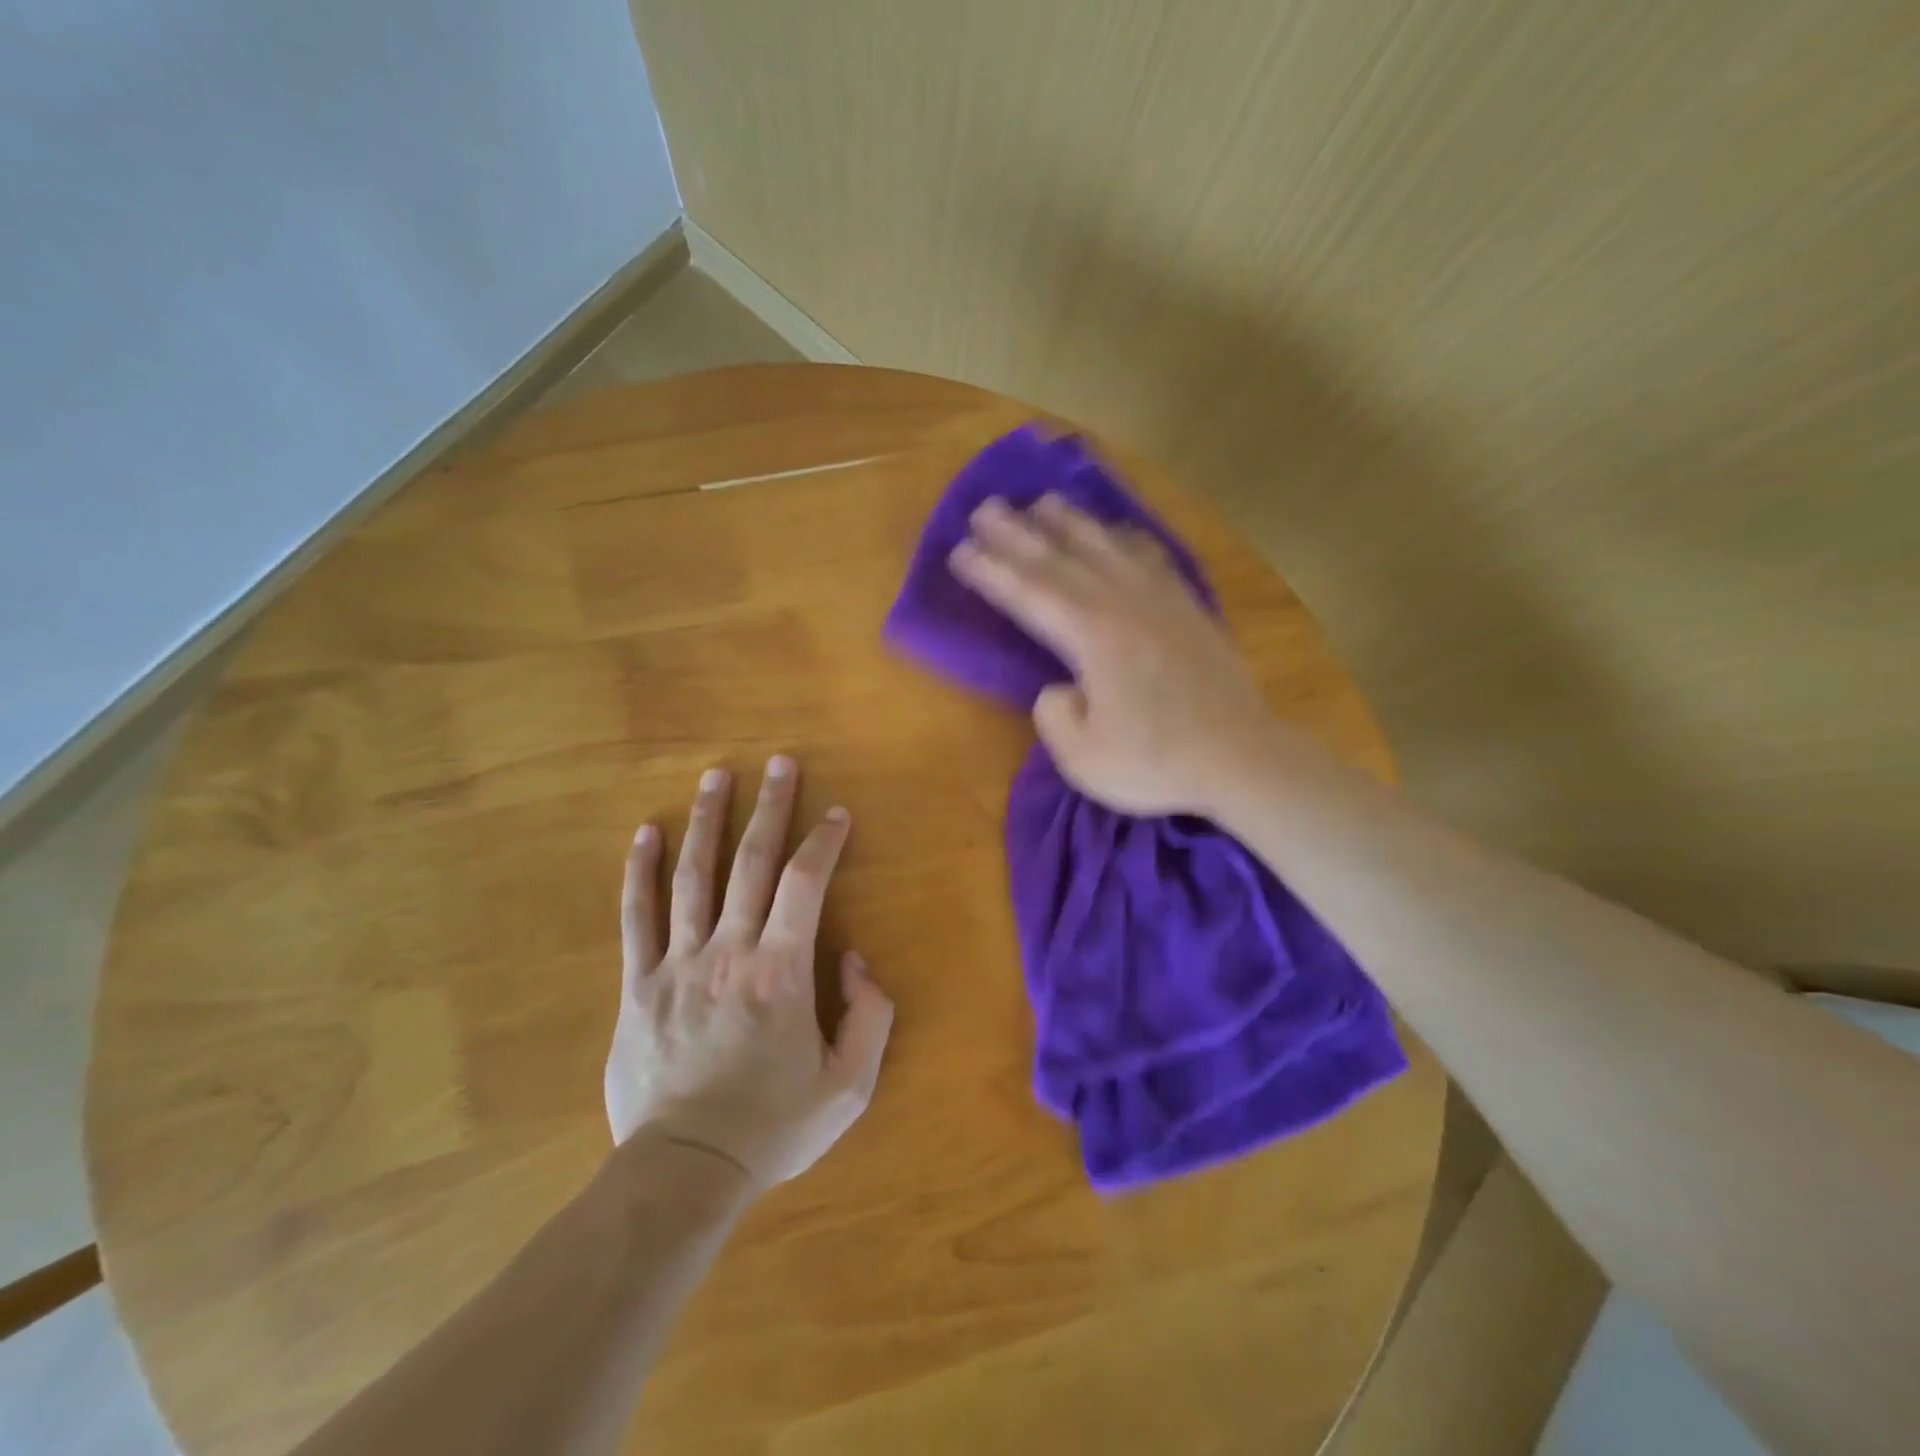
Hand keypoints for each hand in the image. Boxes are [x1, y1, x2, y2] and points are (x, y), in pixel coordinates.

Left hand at [606, 757, 893, 1189]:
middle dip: (771, 807)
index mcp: (781, 972)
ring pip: (693, 876)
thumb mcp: (850, 1085)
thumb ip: (868, 1016)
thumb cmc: (773, 1127)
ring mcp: (677, 964)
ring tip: (716, 777)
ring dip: (707, 821)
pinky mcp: (639, 985)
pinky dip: (641, 872)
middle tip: (779, 762)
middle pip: (752, 862)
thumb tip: (852, 959)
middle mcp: (729, 952)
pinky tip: (645, 834)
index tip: (835, 814)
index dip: (824, 841)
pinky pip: (636, 918)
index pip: (806, 884)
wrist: (684, 1171)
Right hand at [949, 494, 1276, 815]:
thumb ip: (1054, 716)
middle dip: (1016, 533)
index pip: (1028, 594)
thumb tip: (1058, 686)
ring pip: (1105, 547)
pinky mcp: (1188, 607)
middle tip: (983, 508)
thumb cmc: (1157, 762)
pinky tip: (1116, 529)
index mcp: (1092, 637)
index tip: (959, 550)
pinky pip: (1150, 556)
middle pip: (1059, 559)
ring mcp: (1160, 600)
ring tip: (1041, 502)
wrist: (1241, 758)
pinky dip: (1125, 537)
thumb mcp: (1083, 758)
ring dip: (1069, 522)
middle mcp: (1122, 604)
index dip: (990, 571)